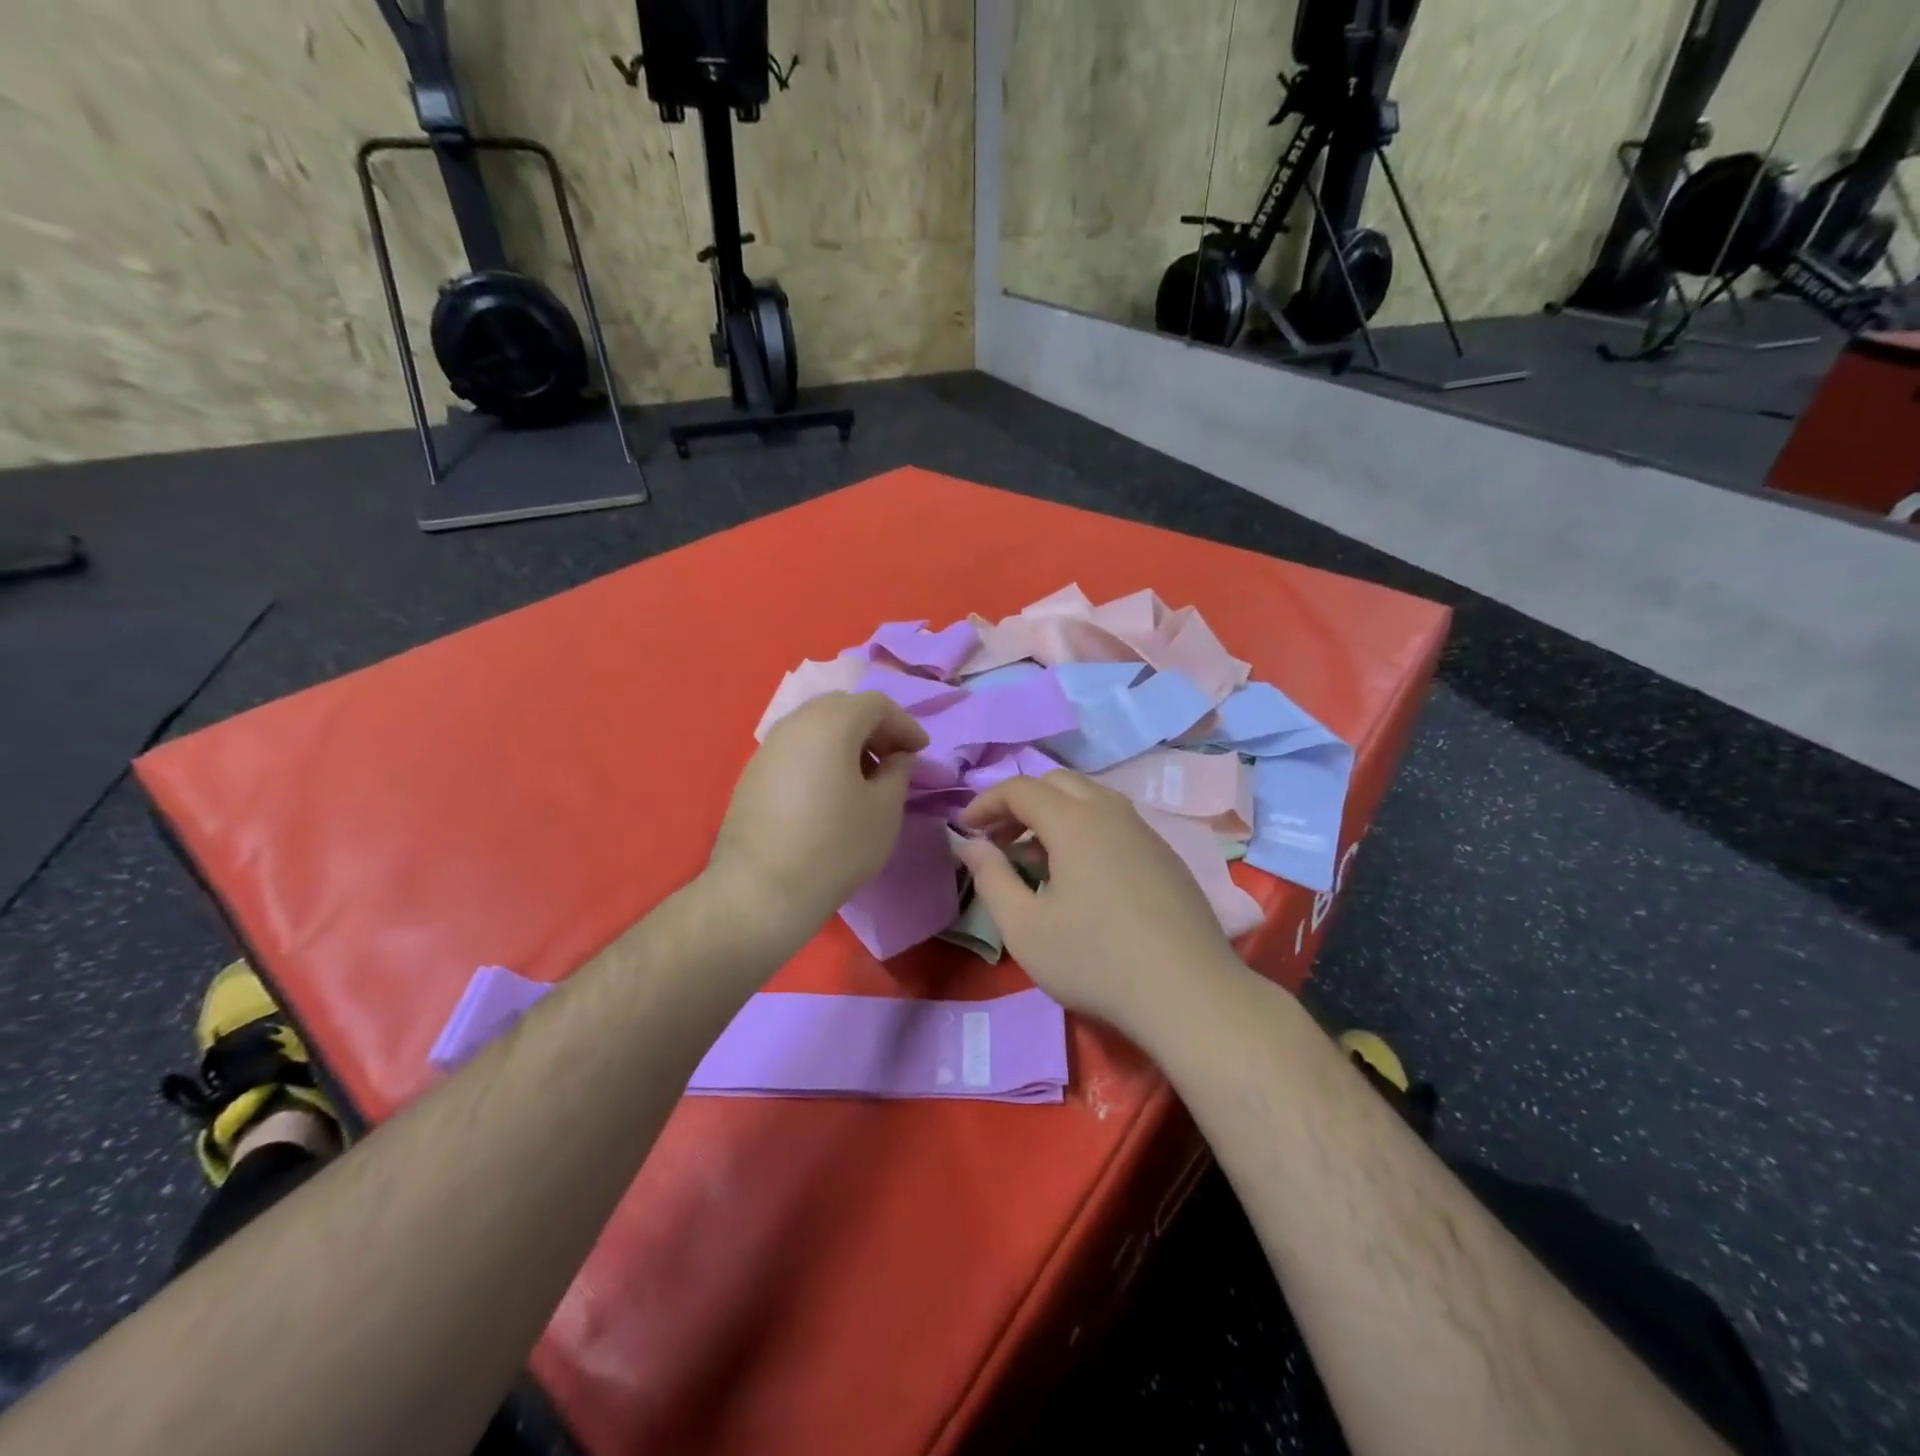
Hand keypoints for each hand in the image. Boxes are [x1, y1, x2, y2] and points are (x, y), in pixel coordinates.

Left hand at [708, 691, 928, 937]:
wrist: (761, 891)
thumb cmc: (835, 846)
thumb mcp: (884, 810)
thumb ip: (898, 772)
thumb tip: (898, 758)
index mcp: (831, 723)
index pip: (876, 704)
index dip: (905, 724)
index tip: (920, 752)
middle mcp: (795, 724)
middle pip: (842, 708)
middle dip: (874, 728)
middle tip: (893, 759)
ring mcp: (767, 747)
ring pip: (815, 726)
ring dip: (846, 742)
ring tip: (864, 778)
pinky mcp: (752, 773)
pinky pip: (795, 749)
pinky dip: (821, 756)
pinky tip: (830, 792)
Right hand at [954, 774, 1242, 1041]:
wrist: (1189, 994)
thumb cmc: (1095, 961)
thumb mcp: (1025, 928)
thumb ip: (991, 878)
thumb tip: (970, 844)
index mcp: (1075, 821)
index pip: (1021, 788)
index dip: (986, 803)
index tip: (966, 829)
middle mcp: (1112, 812)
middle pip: (1058, 783)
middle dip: (1021, 803)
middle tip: (999, 839)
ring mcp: (1145, 832)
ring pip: (1091, 799)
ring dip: (1055, 814)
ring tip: (1037, 857)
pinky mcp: (1166, 856)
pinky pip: (1116, 823)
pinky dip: (1086, 830)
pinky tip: (1083, 875)